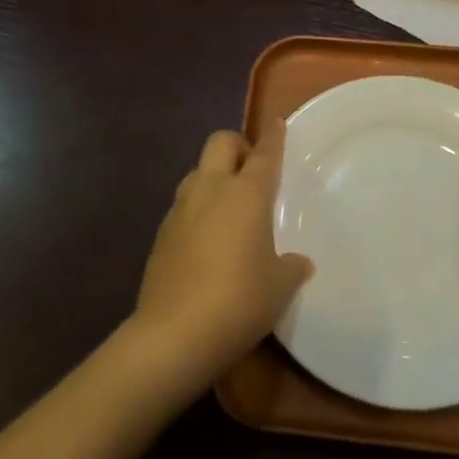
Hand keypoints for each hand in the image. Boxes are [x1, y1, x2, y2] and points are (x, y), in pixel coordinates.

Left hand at [133, 127, 312, 378]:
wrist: (174, 334)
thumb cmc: (239, 301)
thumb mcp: (279, 287)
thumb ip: (291, 267)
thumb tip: (298, 262)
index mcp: (246, 194)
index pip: (264, 154)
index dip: (273, 137)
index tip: (277, 123)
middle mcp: (210, 189)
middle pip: (220, 143)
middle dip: (238, 146)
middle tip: (252, 171)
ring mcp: (180, 209)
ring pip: (197, 172)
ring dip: (214, 177)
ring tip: (230, 207)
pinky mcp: (161, 234)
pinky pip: (183, 205)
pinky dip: (198, 209)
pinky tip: (207, 240)